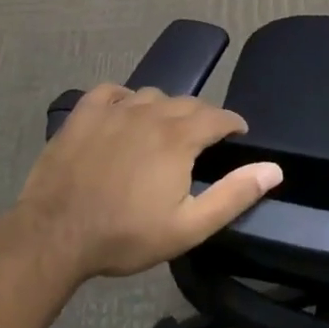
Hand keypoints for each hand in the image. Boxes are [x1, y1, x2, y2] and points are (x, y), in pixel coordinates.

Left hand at [17, 84, 282, 280]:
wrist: (55, 235)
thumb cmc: (126, 235)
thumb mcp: (189, 226)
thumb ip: (234, 195)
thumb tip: (273, 169)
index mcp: (179, 138)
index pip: (219, 116)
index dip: (233, 123)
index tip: (238, 135)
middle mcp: (150, 113)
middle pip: (187, 103)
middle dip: (203, 117)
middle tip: (204, 140)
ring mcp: (113, 110)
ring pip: (152, 95)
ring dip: (166, 108)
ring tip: (165, 130)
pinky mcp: (83, 115)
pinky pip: (111, 92)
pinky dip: (125, 98)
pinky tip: (124, 113)